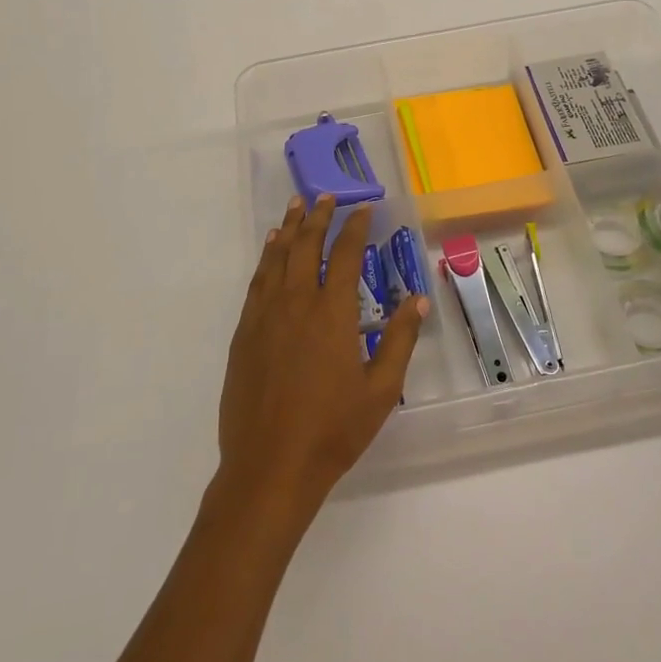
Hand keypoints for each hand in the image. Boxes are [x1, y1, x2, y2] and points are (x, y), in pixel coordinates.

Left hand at [215, 196, 426, 522]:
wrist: (269, 466)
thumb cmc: (332, 430)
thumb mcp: (380, 390)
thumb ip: (399, 340)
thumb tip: (415, 299)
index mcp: (332, 312)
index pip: (344, 255)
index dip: (355, 228)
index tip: (363, 209)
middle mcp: (296, 303)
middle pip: (306, 246)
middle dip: (318, 217)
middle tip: (325, 196)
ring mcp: (265, 316)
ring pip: (277, 258)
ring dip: (288, 229)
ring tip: (295, 206)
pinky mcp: (244, 333)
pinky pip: (257, 282)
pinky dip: (266, 259)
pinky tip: (271, 250)